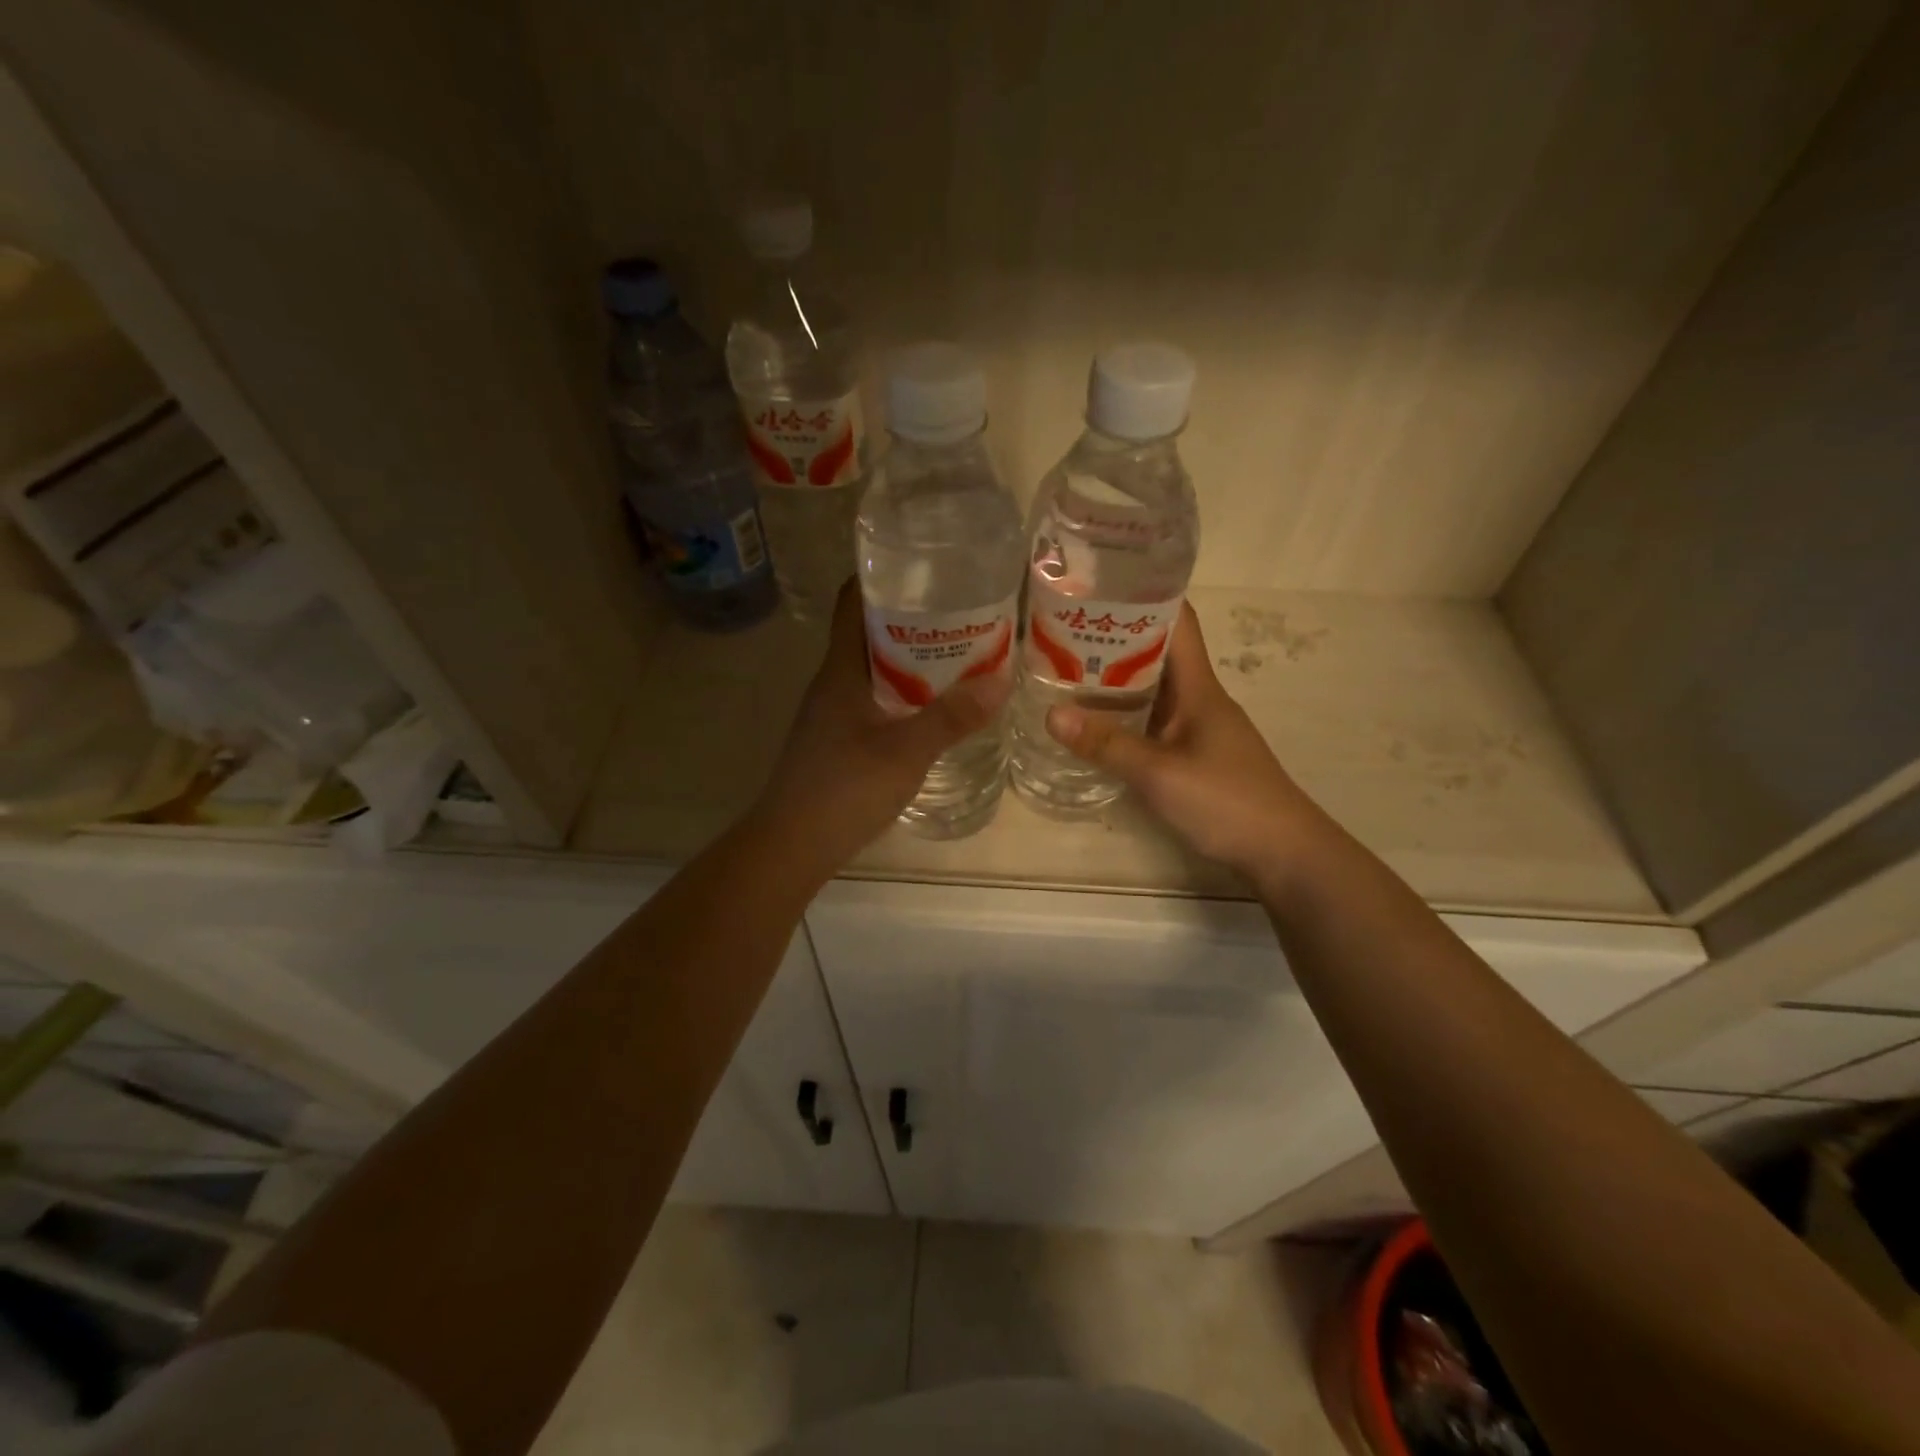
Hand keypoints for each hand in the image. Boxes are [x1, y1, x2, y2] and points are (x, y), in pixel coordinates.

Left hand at [755, 582, 1010, 874]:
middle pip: (867, 632)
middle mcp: (832, 682)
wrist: (792, 845)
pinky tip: (931, 706)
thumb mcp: (906, 752)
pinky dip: (902, 692)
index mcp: (840, 669)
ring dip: (908, 657)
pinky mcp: (836, 740)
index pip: (852, 602)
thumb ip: (952, 717)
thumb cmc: (844, 789)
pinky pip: (873, 699)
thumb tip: (1001, 678)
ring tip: (957, 653)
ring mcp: (831, 713)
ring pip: (872, 668)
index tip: (924, 567)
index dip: (882, 577)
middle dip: (910, 617)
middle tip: (960, 610)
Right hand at [1045, 605, 1331, 890]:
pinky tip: (1095, 724)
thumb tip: (1051, 713)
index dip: (1144, 596)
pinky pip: (1153, 720)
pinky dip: (1125, 715)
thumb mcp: (1159, 773)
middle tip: (1061, 632)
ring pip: (1153, 689)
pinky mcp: (1194, 754)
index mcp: (1199, 686)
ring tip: (1065, 671)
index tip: (1098, 586)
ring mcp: (1198, 727)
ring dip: (1116, 679)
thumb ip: (1106, 744)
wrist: (1283, 852)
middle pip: (1157, 652)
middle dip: (1114, 638)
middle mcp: (1199, 697)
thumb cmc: (1227, 801)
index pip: (1178, 621)